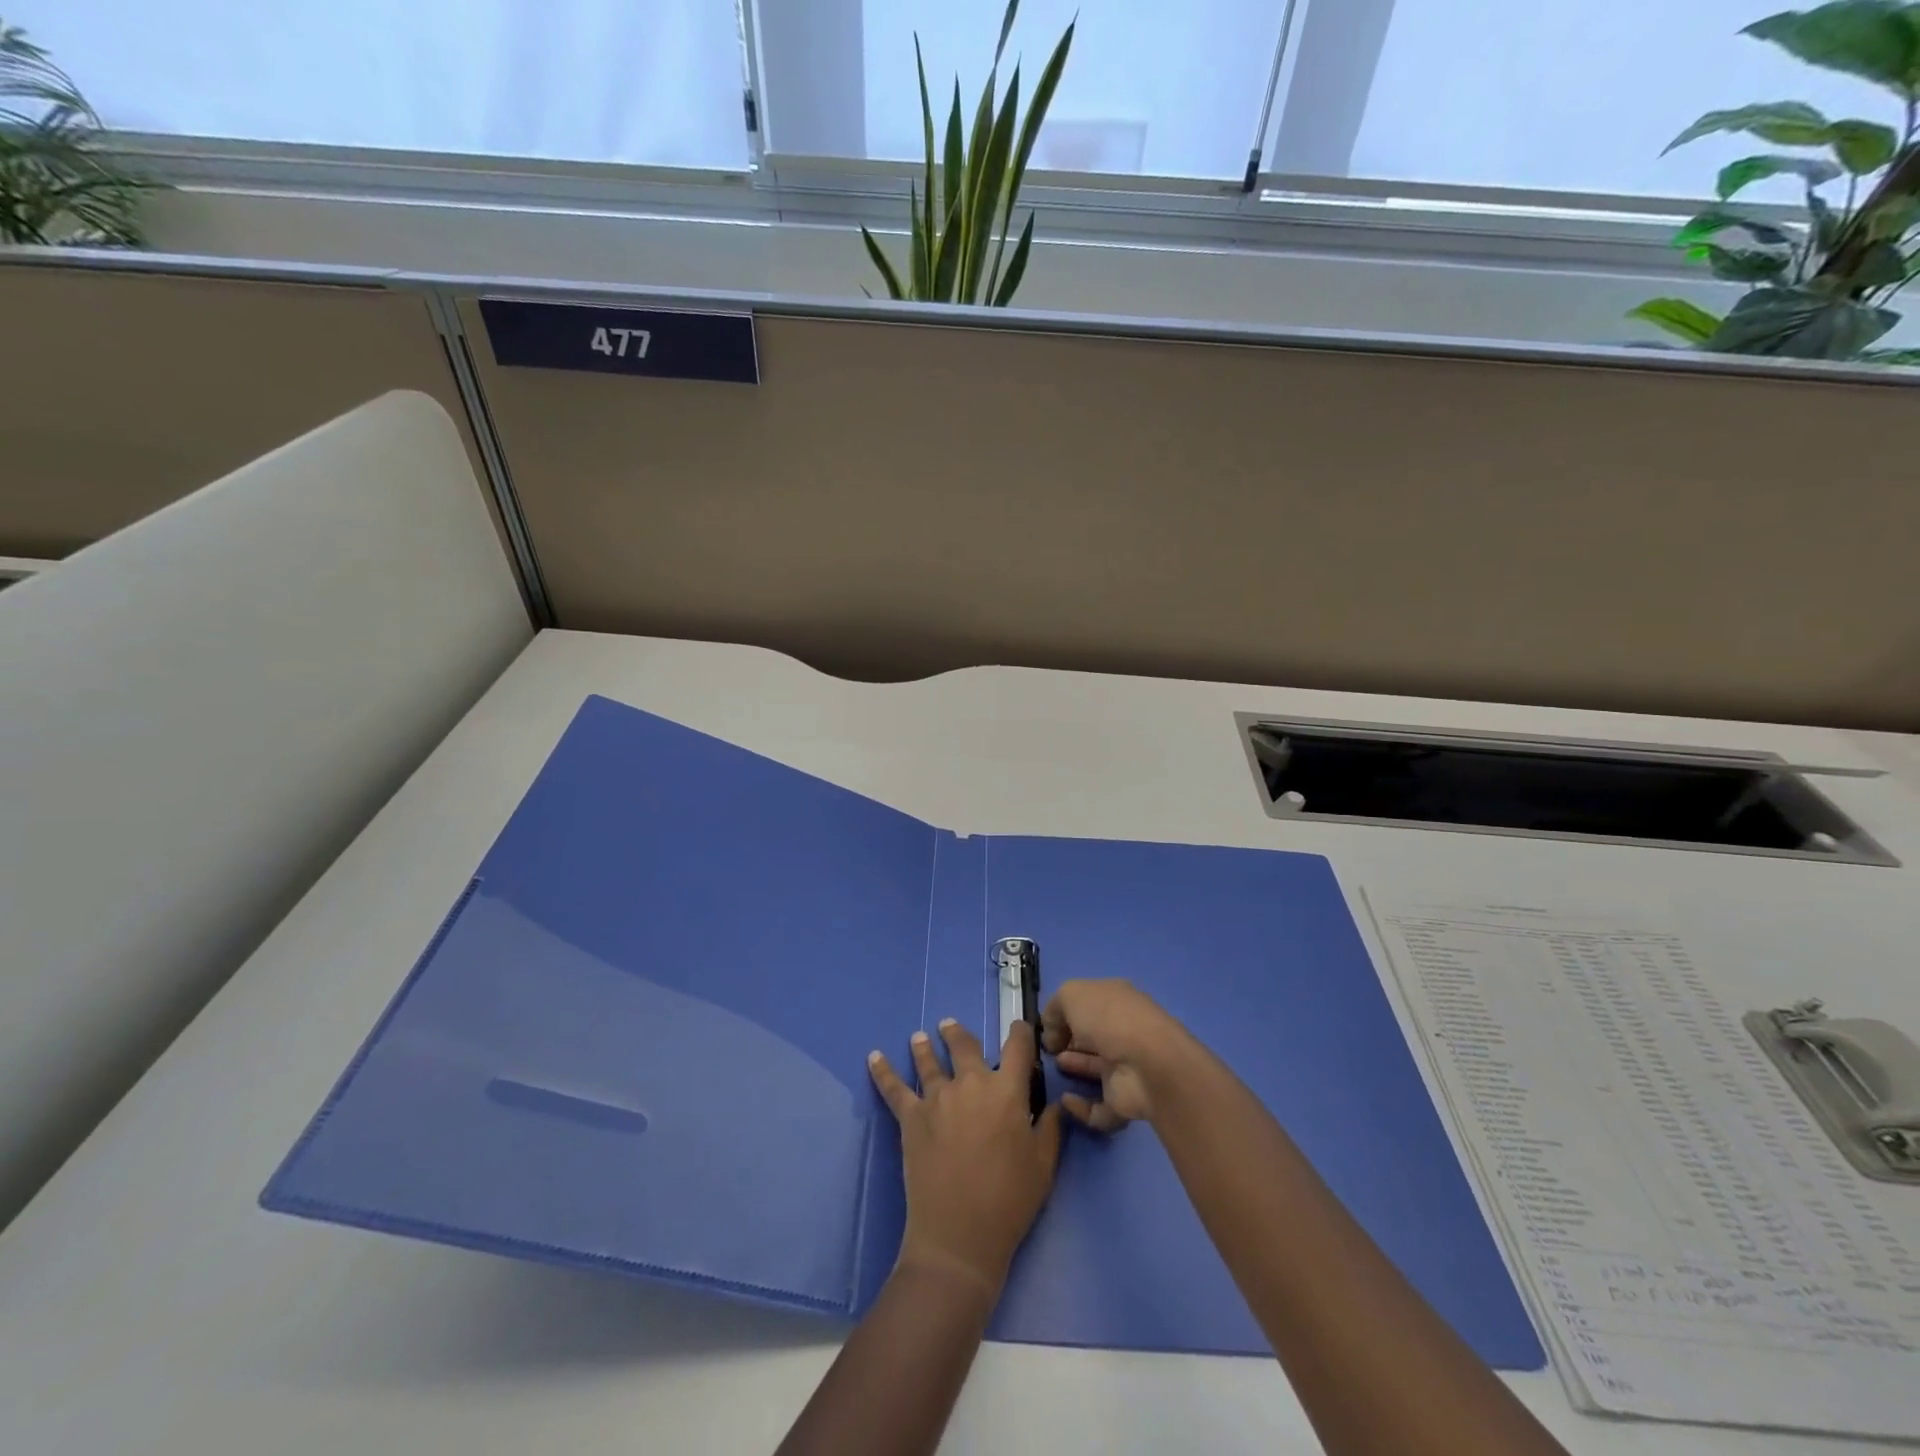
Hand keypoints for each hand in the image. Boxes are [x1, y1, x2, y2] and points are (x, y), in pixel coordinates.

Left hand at [868, 1019, 1062, 1292]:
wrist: (960, 1235)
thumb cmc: (1010, 1200)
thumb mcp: (1044, 1165)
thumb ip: (1050, 1128)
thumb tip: (1054, 1103)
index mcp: (1007, 1090)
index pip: (1018, 1047)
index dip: (1020, 1033)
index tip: (1019, 1028)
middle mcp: (971, 1083)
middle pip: (964, 1045)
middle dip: (958, 1033)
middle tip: (949, 1026)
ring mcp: (937, 1098)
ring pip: (928, 1061)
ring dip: (924, 1046)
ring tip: (918, 1037)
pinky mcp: (911, 1118)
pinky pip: (894, 1088)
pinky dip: (883, 1071)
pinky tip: (874, 1057)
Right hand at [1041, 979, 1187, 1131]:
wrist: (1146, 1065)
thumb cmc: (1107, 1019)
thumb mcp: (1071, 994)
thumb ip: (1054, 1008)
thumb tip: (1053, 1033)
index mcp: (1116, 1000)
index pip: (1089, 1004)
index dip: (1066, 1013)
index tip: (1047, 1027)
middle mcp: (1123, 1030)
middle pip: (1093, 1035)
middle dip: (1070, 1040)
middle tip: (1049, 1048)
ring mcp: (1128, 1066)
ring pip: (1097, 1068)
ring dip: (1075, 1068)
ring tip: (1055, 1066)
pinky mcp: (1125, 1101)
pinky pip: (1098, 1107)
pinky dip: (1081, 1108)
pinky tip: (1066, 1100)